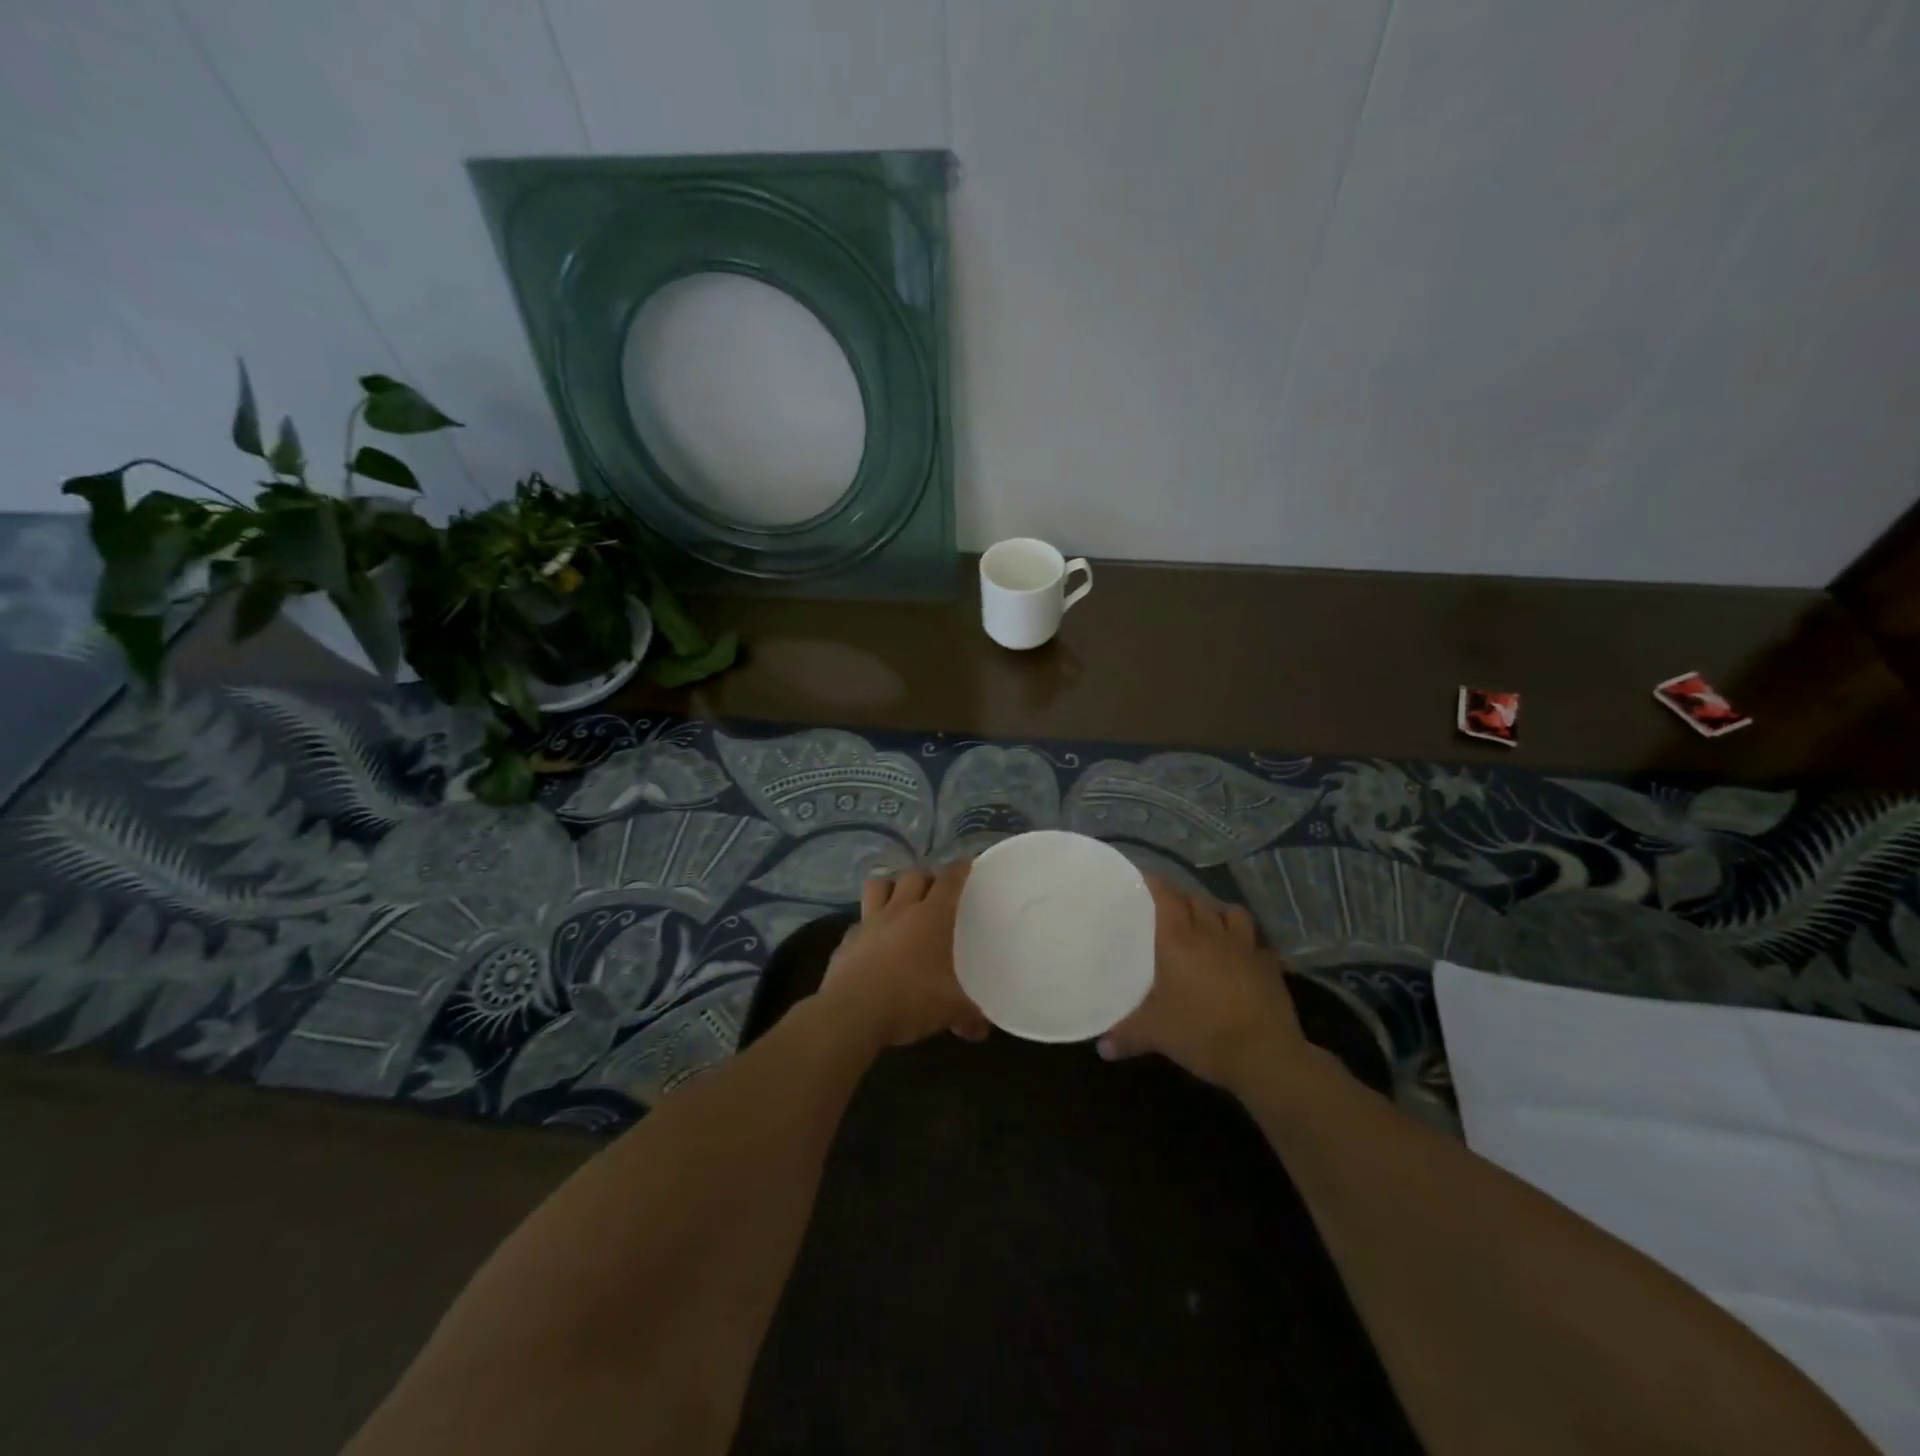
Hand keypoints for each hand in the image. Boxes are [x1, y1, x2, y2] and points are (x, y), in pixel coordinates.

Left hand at [817, 863, 990, 1049]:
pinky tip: (873, 942)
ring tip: (900, 902)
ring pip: (878, 886)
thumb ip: (969, 1016)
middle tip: (935, 891)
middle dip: (926, 877)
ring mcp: (869, 923)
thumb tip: (982, 1030)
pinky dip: (868, 925)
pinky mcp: (846, 940)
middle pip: (913, 875)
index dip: (959, 870)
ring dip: (891, 888)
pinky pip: (859, 922)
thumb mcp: (949, 1010)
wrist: (851, 1013)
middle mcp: (900, 910)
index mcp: (931, 917)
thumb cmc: (909, 1000)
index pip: (949, 881)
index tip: (966, 865)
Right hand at [1097, 878, 1304, 1091]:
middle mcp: (1212, 933)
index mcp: (1179, 939)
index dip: (1153, 882)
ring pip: (1231, 912)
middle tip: (1167, 909)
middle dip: (1181, 898)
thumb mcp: (1155, 1034)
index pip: (1165, 895)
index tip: (1140, 878)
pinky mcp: (1270, 965)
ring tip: (1207, 925)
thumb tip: (1102, 1046)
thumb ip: (1126, 1034)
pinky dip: (1246, 944)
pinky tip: (1240, 957)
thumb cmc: (1201, 1032)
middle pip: (1196, 899)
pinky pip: (1256, 943)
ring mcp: (1245, 946)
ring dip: (1217, 913)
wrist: (1264, 1055)